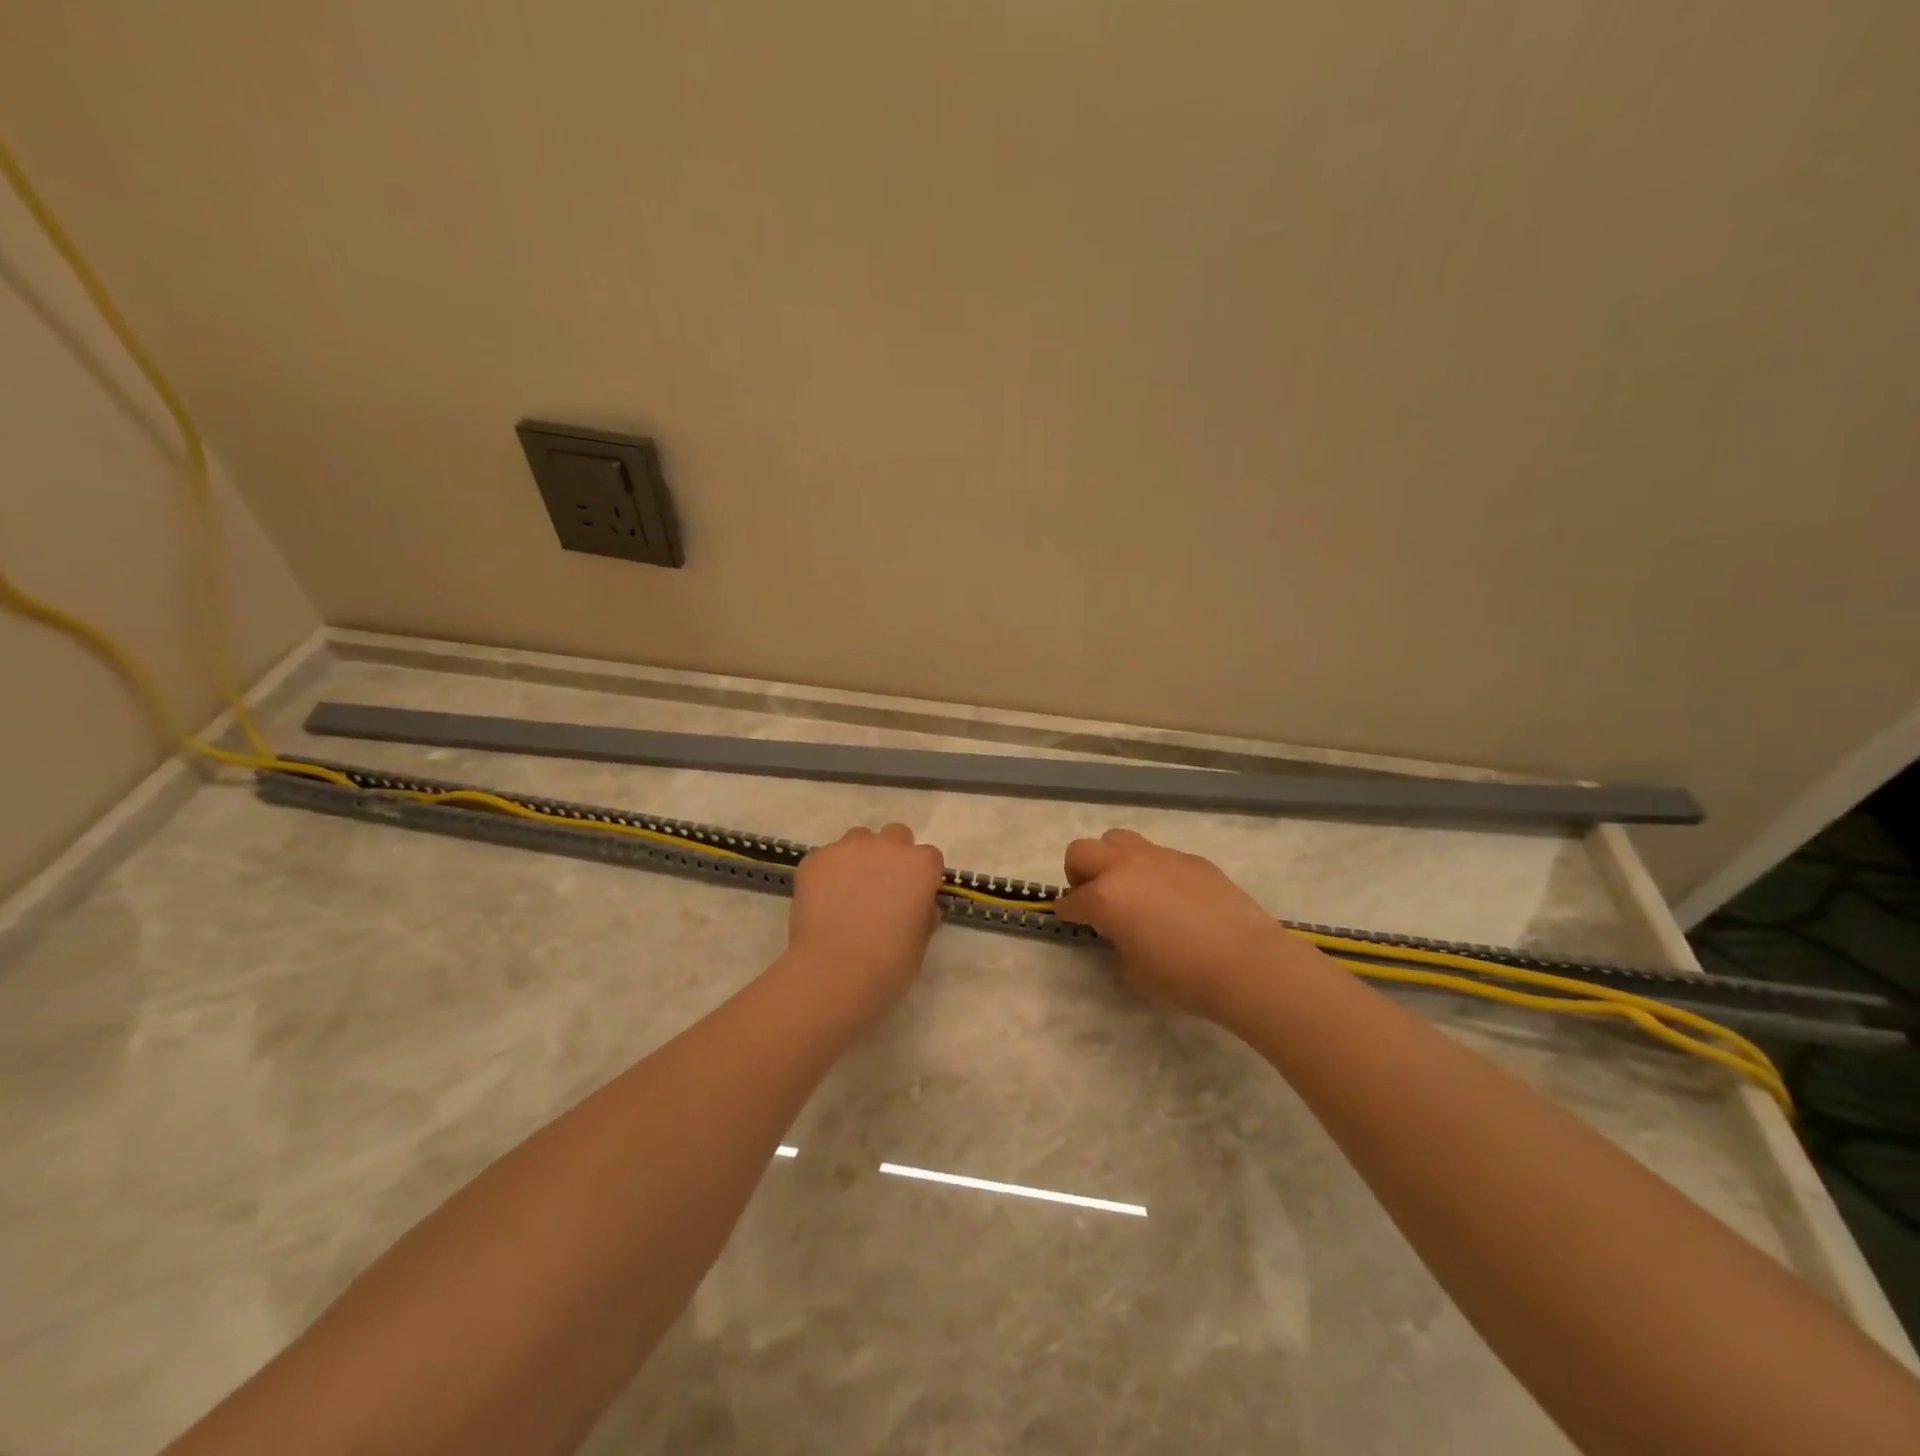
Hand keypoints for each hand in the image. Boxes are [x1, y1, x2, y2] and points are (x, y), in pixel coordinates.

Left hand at [784, 824, 946, 1023]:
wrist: (834, 972)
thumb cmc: (889, 964)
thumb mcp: (920, 942)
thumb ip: (922, 914)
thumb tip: (918, 906)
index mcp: (921, 865)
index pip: (928, 857)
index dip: (920, 877)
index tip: (912, 897)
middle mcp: (888, 847)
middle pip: (895, 836)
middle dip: (891, 855)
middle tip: (880, 887)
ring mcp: (848, 848)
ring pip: (858, 839)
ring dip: (859, 858)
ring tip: (847, 891)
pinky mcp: (815, 859)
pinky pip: (826, 858)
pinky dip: (827, 873)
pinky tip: (821, 902)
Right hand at [1055, 828, 1293, 1020]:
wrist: (1246, 963)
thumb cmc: (1183, 976)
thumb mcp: (1134, 971)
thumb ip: (1117, 943)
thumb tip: (1120, 932)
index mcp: (1105, 898)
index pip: (1072, 901)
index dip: (1068, 912)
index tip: (1072, 920)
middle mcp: (1126, 867)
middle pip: (1082, 850)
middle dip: (1078, 872)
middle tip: (1093, 897)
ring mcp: (1160, 857)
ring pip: (1119, 839)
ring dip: (1112, 860)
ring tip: (1129, 887)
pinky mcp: (1191, 859)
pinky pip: (1159, 855)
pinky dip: (1153, 870)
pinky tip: (1173, 897)